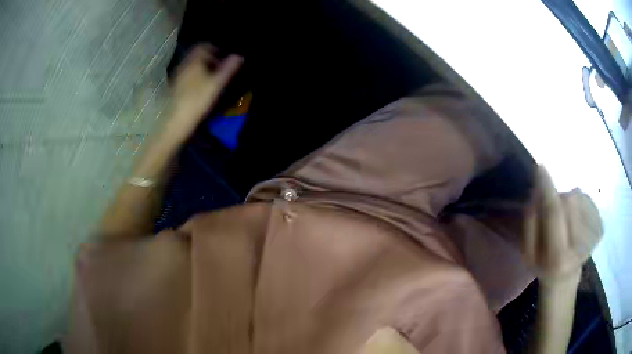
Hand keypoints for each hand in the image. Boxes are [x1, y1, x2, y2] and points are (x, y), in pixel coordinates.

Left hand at [167, 45, 242, 141]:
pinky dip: (194, 75)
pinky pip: (186, 74)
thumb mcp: (217, 84)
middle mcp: (183, 65)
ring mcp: (177, 76)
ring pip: (191, 65)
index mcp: (194, 61)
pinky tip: (200, 87)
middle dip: (208, 58)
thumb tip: (239, 56)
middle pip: (196, 55)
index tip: (223, 57)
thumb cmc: (198, 100)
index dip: (214, 49)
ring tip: (211, 78)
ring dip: (201, 67)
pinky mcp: (175, 87)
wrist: (177, 120)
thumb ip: (228, 69)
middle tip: (218, 67)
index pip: (203, 46)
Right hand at [522, 166, 602, 285]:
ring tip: (565, 220)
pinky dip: (579, 203)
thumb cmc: (544, 264)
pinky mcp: (601, 227)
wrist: (566, 277)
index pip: (554, 213)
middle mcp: (580, 246)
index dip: (547, 189)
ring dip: (568, 201)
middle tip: (553, 215)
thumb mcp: (528, 251)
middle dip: (557, 199)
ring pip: (578, 197)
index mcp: (558, 258)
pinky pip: (587, 199)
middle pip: (568, 200)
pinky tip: (576, 219)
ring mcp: (594, 235)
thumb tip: (538, 189)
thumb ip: (530, 222)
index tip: (541, 167)